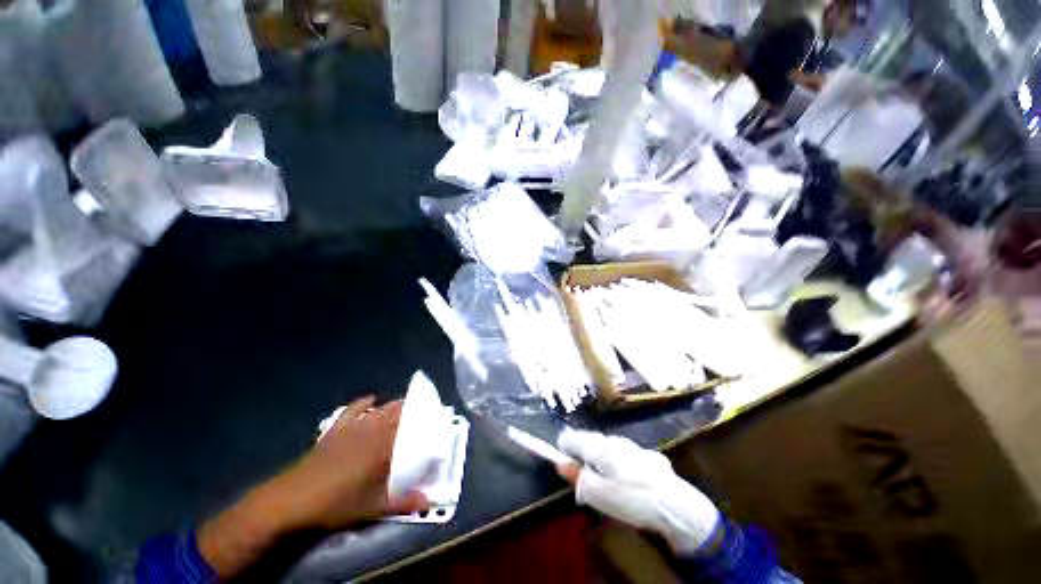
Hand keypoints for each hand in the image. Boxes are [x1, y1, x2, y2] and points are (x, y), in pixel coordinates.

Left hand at [274, 396, 428, 529]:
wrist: (293, 499)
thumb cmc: (336, 503)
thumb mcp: (373, 508)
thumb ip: (403, 502)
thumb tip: (429, 501)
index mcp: (384, 447)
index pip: (409, 427)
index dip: (423, 420)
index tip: (434, 418)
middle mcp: (372, 432)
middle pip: (396, 414)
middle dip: (411, 410)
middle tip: (422, 414)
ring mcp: (353, 428)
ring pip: (379, 410)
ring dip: (393, 406)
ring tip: (404, 405)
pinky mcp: (336, 429)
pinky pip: (353, 409)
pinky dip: (364, 402)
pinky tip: (371, 399)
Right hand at [555, 428, 719, 555]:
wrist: (675, 505)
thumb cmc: (631, 500)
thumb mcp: (599, 494)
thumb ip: (578, 477)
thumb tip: (560, 463)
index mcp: (601, 448)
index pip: (574, 438)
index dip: (564, 445)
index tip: (560, 454)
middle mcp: (615, 441)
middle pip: (592, 440)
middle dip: (583, 451)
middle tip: (581, 469)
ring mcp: (634, 447)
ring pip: (609, 446)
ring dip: (602, 455)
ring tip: (604, 474)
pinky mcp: (649, 457)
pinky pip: (626, 454)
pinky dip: (620, 461)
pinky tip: (628, 478)